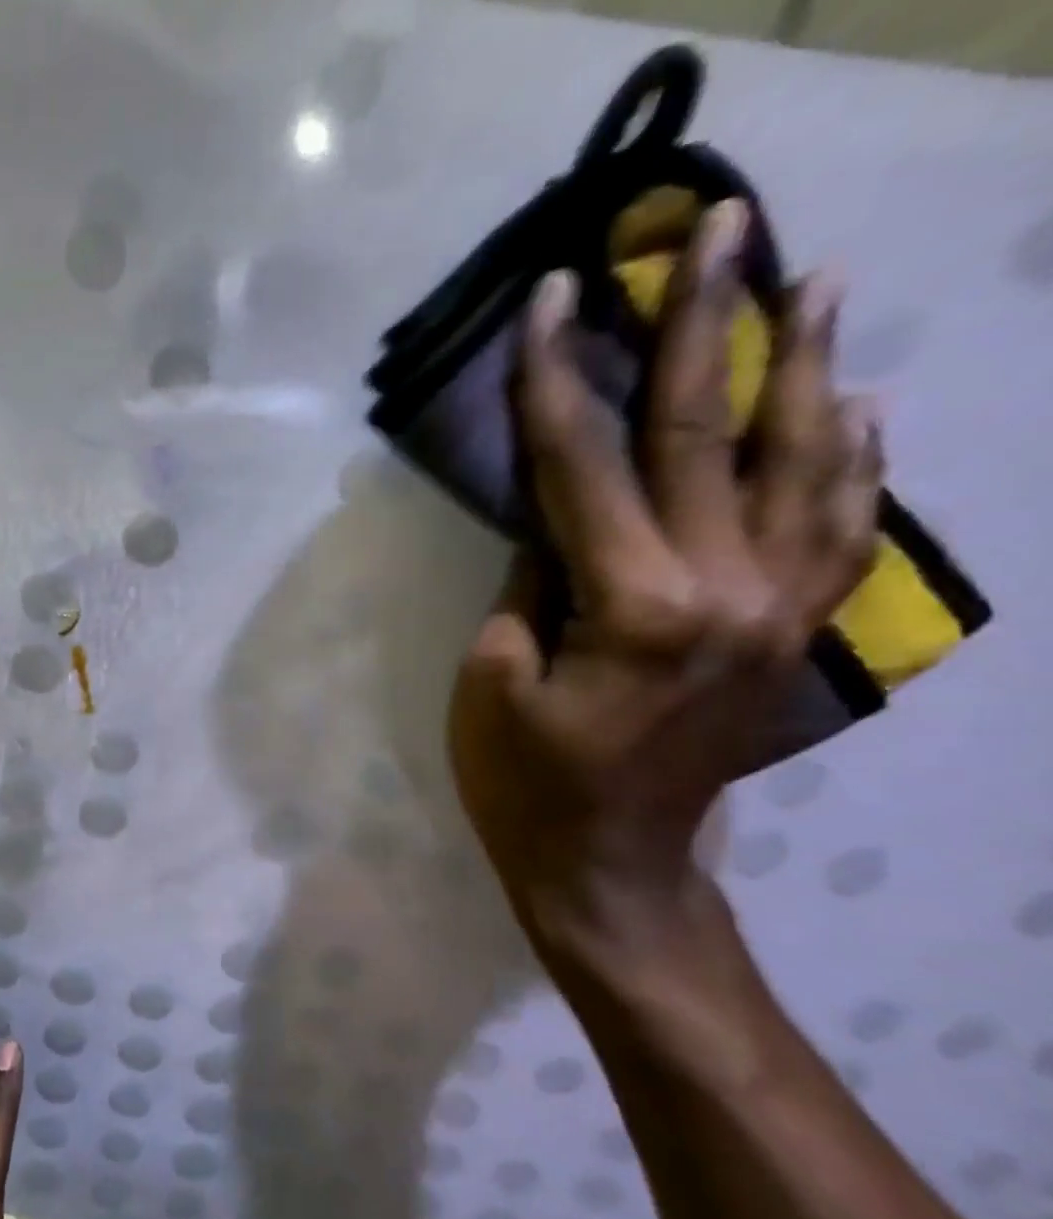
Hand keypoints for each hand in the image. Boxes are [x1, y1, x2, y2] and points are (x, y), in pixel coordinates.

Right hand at [447, 200, 880, 976]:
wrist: (609, 865)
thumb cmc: (526, 783)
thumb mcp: (493, 682)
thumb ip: (531, 585)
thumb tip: (560, 520)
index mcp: (637, 606)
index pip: (586, 465)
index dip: (561, 377)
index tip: (558, 295)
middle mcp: (729, 589)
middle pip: (711, 434)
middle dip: (706, 324)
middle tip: (722, 225)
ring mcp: (779, 610)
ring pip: (805, 464)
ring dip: (809, 365)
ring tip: (821, 280)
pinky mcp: (790, 634)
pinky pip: (841, 528)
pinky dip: (853, 459)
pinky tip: (853, 407)